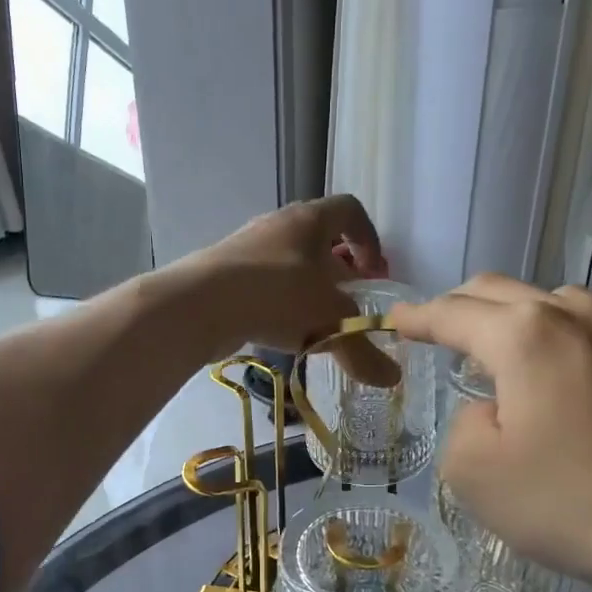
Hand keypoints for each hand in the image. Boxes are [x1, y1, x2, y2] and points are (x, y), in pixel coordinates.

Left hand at [173, 197, 396, 379]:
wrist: (199, 304)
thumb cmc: (276, 296)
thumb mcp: (330, 323)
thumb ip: (362, 350)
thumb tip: (392, 380)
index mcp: (310, 220)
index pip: (350, 211)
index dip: (369, 239)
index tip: (374, 274)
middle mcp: (278, 225)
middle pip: (318, 237)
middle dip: (339, 269)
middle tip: (348, 301)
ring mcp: (246, 247)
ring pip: (288, 261)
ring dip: (306, 287)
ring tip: (315, 322)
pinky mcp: (223, 272)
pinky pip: (262, 282)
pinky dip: (277, 302)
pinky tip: (280, 331)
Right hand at [390, 275, 591, 591]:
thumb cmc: (573, 502)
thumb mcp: (475, 474)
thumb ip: (463, 426)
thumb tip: (494, 411)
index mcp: (524, 335)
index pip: (452, 314)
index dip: (416, 318)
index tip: (395, 321)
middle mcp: (577, 315)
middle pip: (502, 292)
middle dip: (461, 308)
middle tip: (438, 331)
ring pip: (556, 305)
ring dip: (518, 321)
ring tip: (507, 356)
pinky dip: (567, 342)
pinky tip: (572, 379)